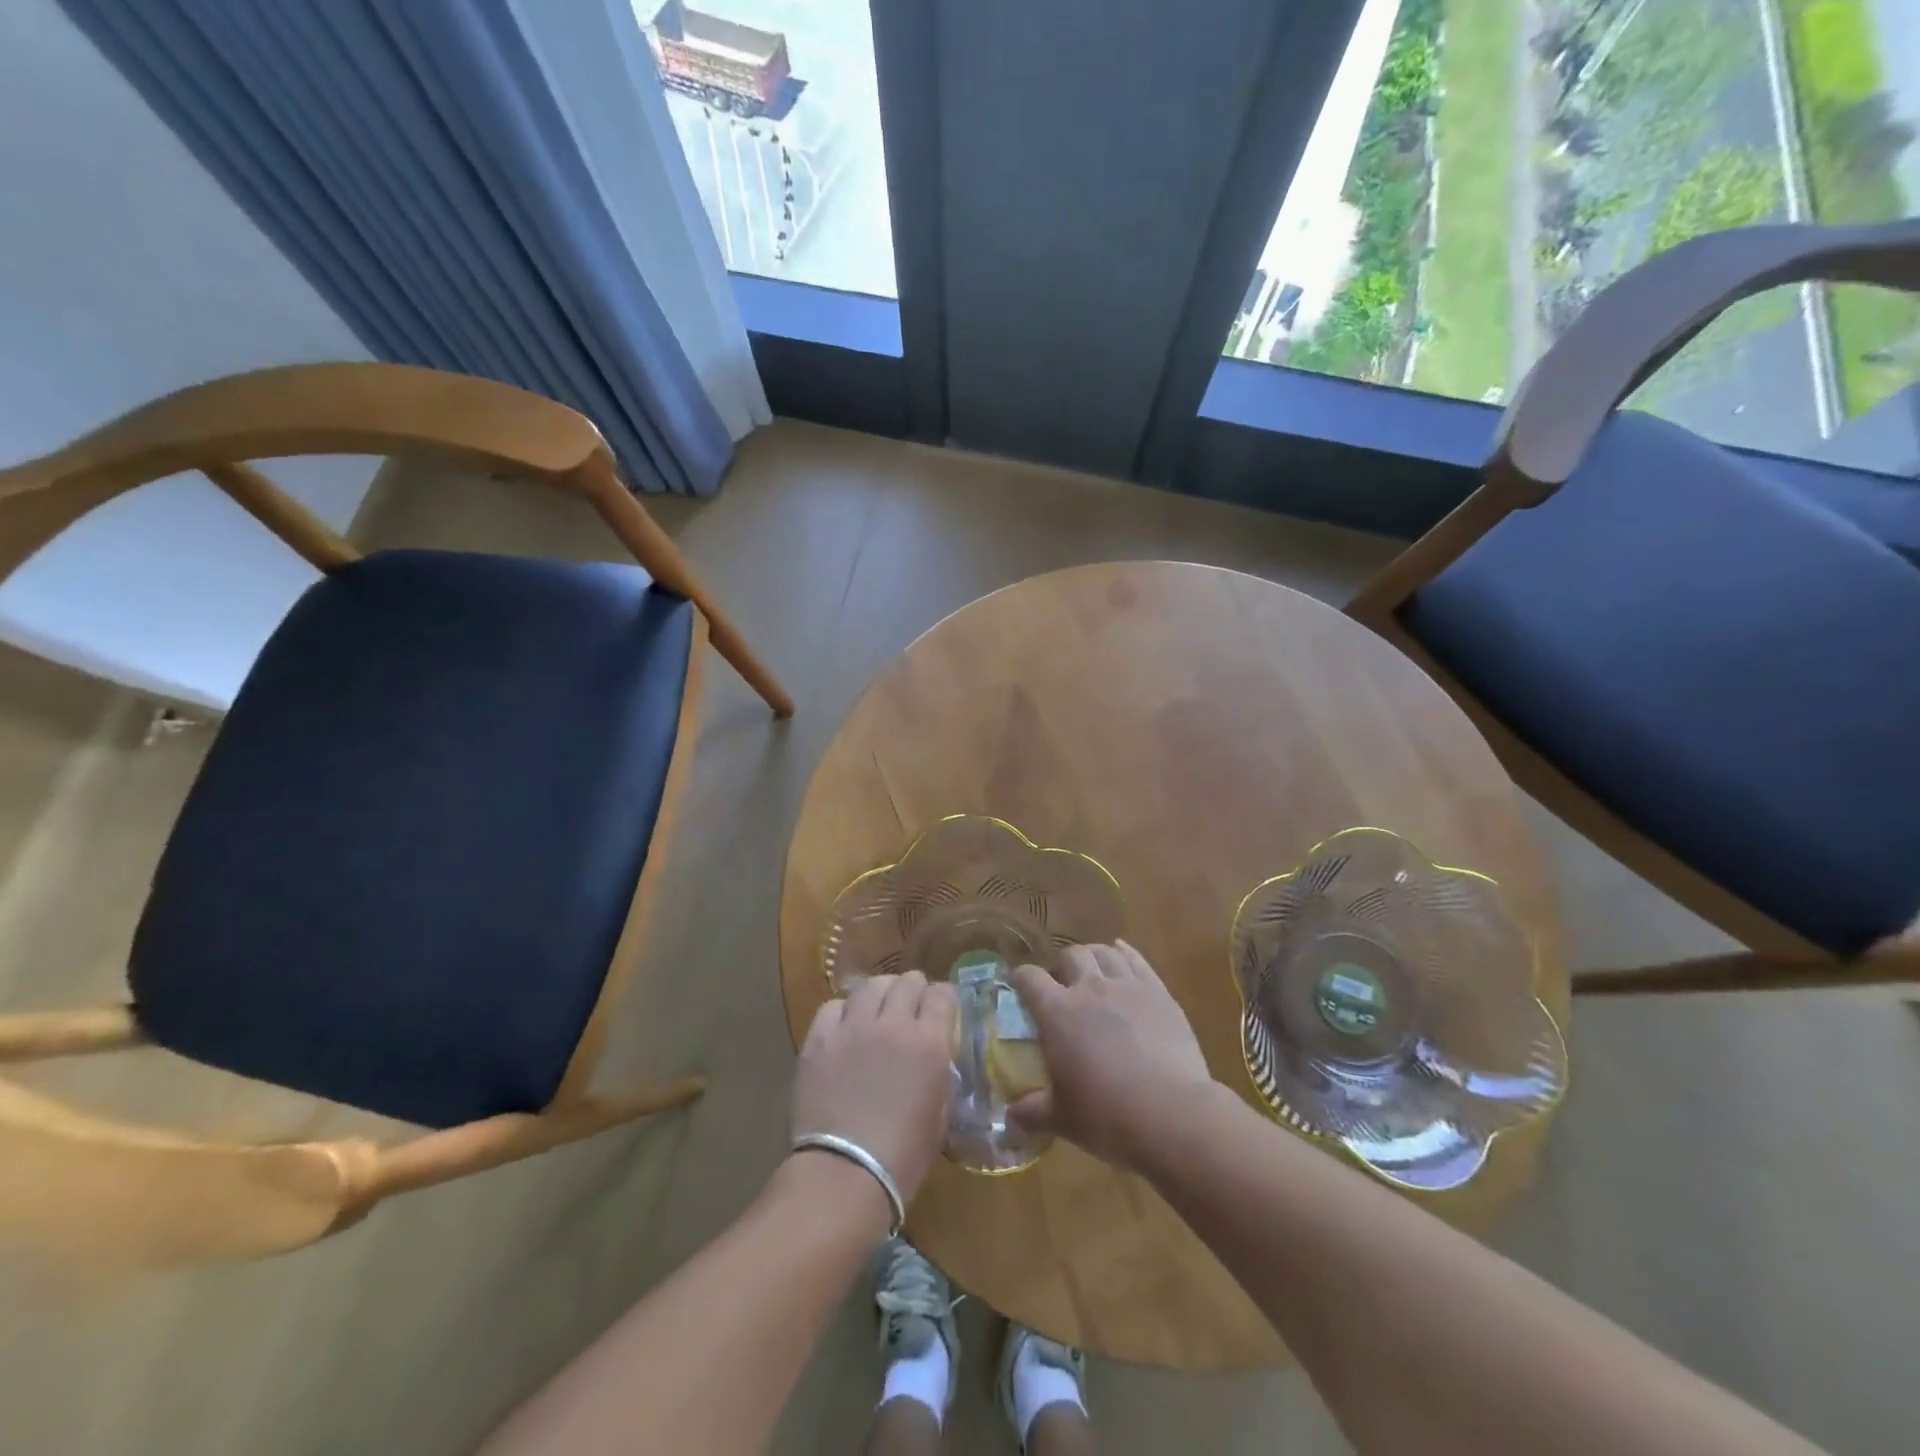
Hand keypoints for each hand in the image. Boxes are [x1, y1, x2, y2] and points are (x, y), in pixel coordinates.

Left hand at [791, 972, 957, 1208]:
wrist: (844, 1175)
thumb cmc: (902, 1157)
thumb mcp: (939, 1114)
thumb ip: (940, 1074)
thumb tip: (935, 1057)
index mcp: (929, 1043)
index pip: (943, 994)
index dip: (944, 999)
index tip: (941, 1011)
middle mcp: (893, 1024)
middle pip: (908, 981)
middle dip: (914, 991)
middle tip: (911, 1010)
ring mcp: (853, 1027)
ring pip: (870, 985)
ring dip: (880, 994)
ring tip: (877, 1010)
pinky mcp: (819, 1039)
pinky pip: (833, 1006)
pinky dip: (844, 1011)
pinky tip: (845, 1028)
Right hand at [1009, 941, 1215, 1172]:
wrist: (1171, 1114)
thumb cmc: (1107, 1116)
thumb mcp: (1062, 1119)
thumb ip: (1032, 1112)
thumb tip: (1011, 1117)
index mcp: (1058, 1012)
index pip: (1029, 978)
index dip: (1020, 979)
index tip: (1019, 987)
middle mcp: (1090, 988)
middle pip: (1070, 955)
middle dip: (1062, 966)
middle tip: (1063, 987)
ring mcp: (1127, 986)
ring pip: (1104, 952)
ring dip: (1093, 957)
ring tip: (1093, 972)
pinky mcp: (1159, 992)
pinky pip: (1137, 960)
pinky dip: (1125, 954)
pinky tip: (1121, 955)